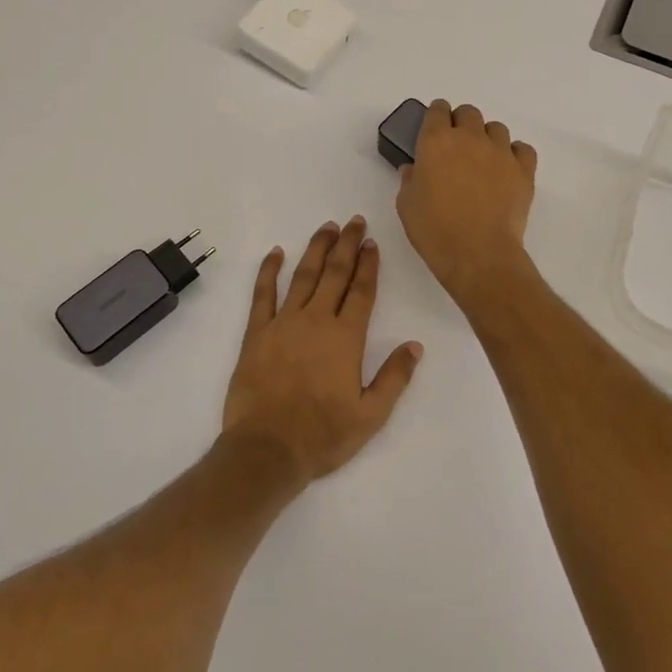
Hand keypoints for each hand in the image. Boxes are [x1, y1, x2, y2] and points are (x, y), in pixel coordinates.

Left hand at [222, 217, 423, 483]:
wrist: (267, 449)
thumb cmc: (323, 435)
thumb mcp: (370, 415)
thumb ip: (394, 377)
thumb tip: (415, 345)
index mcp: (346, 338)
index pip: (362, 291)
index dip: (369, 265)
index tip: (373, 243)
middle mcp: (316, 320)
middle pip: (334, 273)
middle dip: (347, 245)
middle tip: (355, 221)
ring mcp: (283, 323)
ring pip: (302, 276)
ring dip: (316, 249)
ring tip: (327, 228)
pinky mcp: (256, 333)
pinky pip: (262, 294)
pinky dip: (268, 271)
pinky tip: (276, 252)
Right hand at [396, 101, 536, 309]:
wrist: (477, 253)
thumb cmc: (434, 229)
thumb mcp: (406, 205)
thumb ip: (409, 180)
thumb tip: (414, 169)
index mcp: (435, 141)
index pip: (437, 110)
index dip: (435, 116)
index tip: (433, 128)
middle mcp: (469, 137)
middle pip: (468, 113)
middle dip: (461, 123)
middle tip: (456, 147)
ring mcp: (500, 152)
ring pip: (496, 128)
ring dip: (487, 138)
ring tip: (483, 160)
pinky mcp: (524, 170)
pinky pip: (522, 149)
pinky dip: (515, 154)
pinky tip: (507, 169)